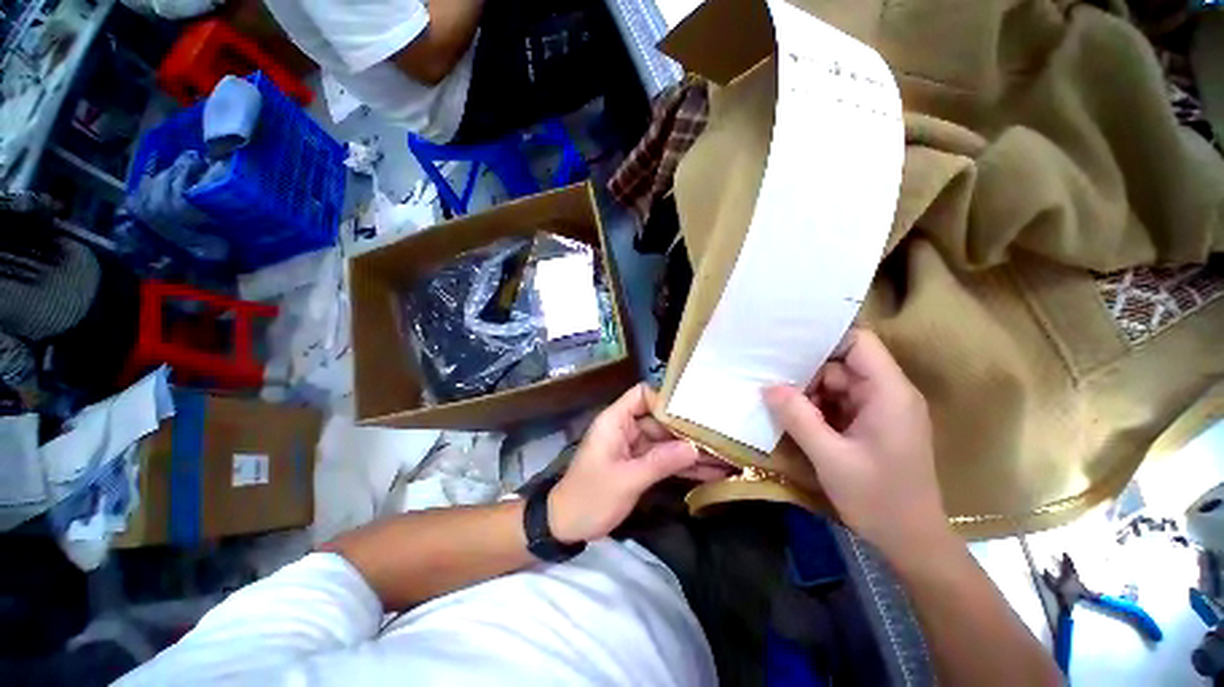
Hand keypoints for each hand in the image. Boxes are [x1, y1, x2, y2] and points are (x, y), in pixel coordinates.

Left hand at [549, 384, 729, 542]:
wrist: (566, 525)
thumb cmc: (590, 497)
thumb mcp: (626, 480)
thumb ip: (660, 462)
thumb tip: (694, 448)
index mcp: (616, 421)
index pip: (642, 395)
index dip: (665, 400)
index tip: (692, 413)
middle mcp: (626, 428)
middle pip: (660, 419)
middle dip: (688, 430)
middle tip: (721, 438)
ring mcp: (634, 447)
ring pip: (666, 441)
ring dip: (690, 450)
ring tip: (725, 457)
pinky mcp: (639, 464)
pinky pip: (664, 459)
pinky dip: (683, 466)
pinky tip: (711, 472)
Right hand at [763, 329, 953, 563]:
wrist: (912, 542)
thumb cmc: (879, 500)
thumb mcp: (831, 458)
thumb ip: (798, 418)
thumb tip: (768, 387)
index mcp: (889, 393)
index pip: (859, 343)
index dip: (825, 339)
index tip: (787, 346)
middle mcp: (888, 394)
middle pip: (842, 364)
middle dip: (807, 372)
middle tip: (770, 378)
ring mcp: (880, 410)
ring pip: (837, 385)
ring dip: (809, 393)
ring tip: (777, 400)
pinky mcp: (871, 425)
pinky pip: (839, 404)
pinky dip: (816, 408)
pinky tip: (794, 417)